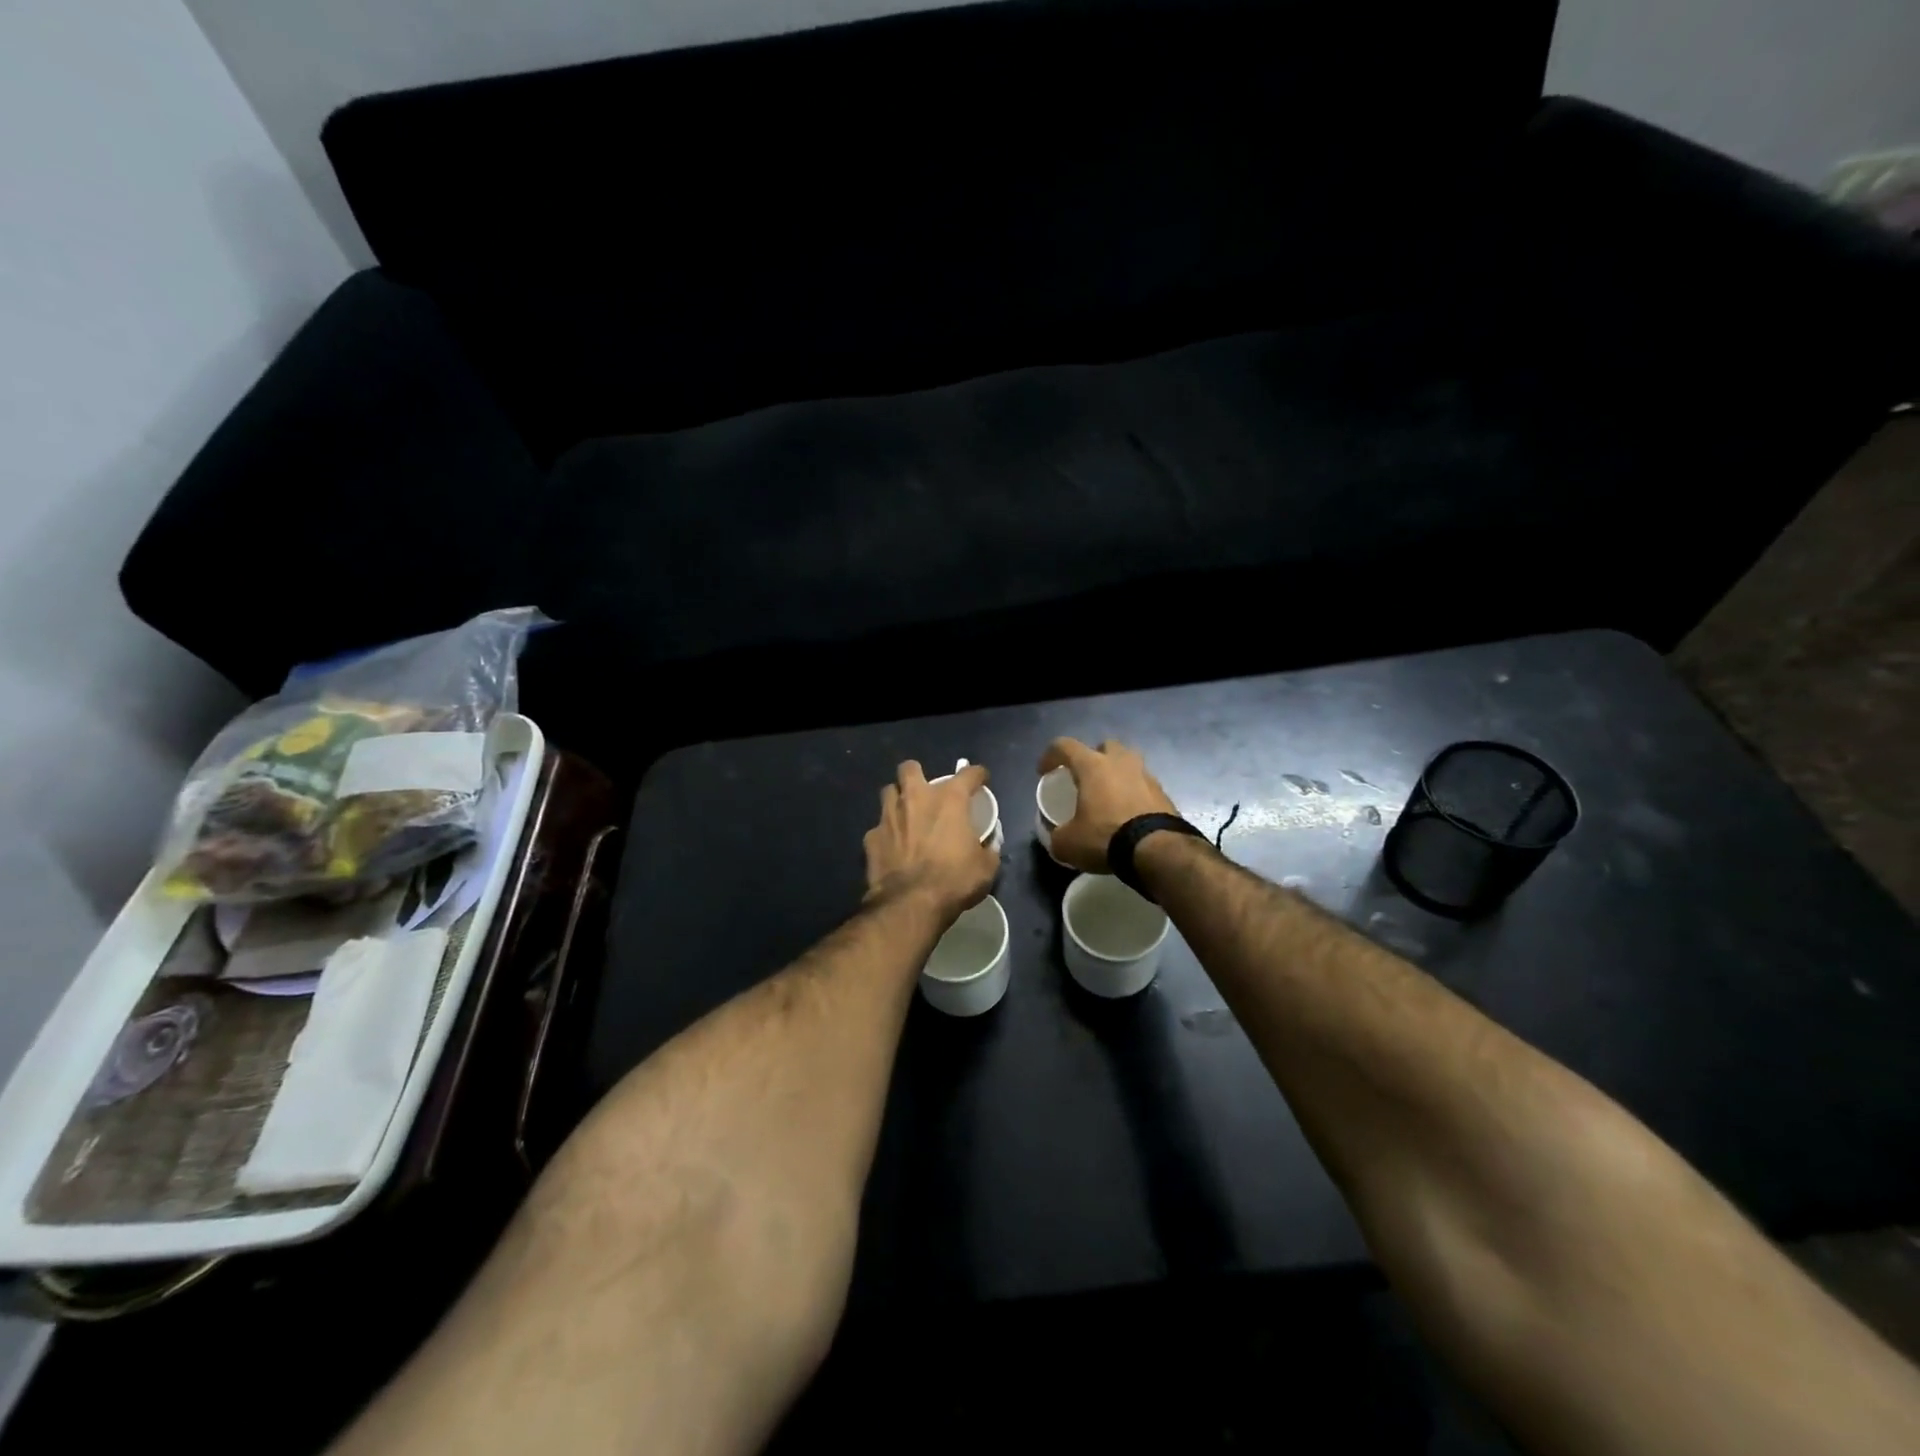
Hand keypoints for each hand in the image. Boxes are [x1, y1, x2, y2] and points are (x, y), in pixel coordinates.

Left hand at [863, 760, 998, 922]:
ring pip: (888, 792)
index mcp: (949, 800)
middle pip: (910, 768)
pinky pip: (878, 827)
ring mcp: (889, 816)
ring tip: (905, 815)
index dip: (977, 774)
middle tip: (926, 793)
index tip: (980, 779)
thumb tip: (989, 845)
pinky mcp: (871, 838)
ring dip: (898, 800)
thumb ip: (988, 849)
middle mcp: (916, 799)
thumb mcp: (986, 868)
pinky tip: (892, 847)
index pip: (968, 774)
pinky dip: (886, 834)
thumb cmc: (954, 881)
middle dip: (917, 775)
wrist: (910, 904)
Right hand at [1037, 738, 1180, 873]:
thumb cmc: (1106, 837)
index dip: (1050, 755)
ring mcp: (1146, 775)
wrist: (1157, 850)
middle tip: (1085, 778)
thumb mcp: (1068, 844)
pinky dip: (1134, 793)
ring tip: (1109, 795)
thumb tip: (1058, 836)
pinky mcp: (1164, 793)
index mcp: (1093, 766)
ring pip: (1129, 762)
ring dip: (1117, 773)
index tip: (1044, 772)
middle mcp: (1121, 762)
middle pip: (1105, 746)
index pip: (1065, 746)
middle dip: (1093, 757)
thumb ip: (1057, 835)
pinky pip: (1143, 785)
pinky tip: (1128, 813)